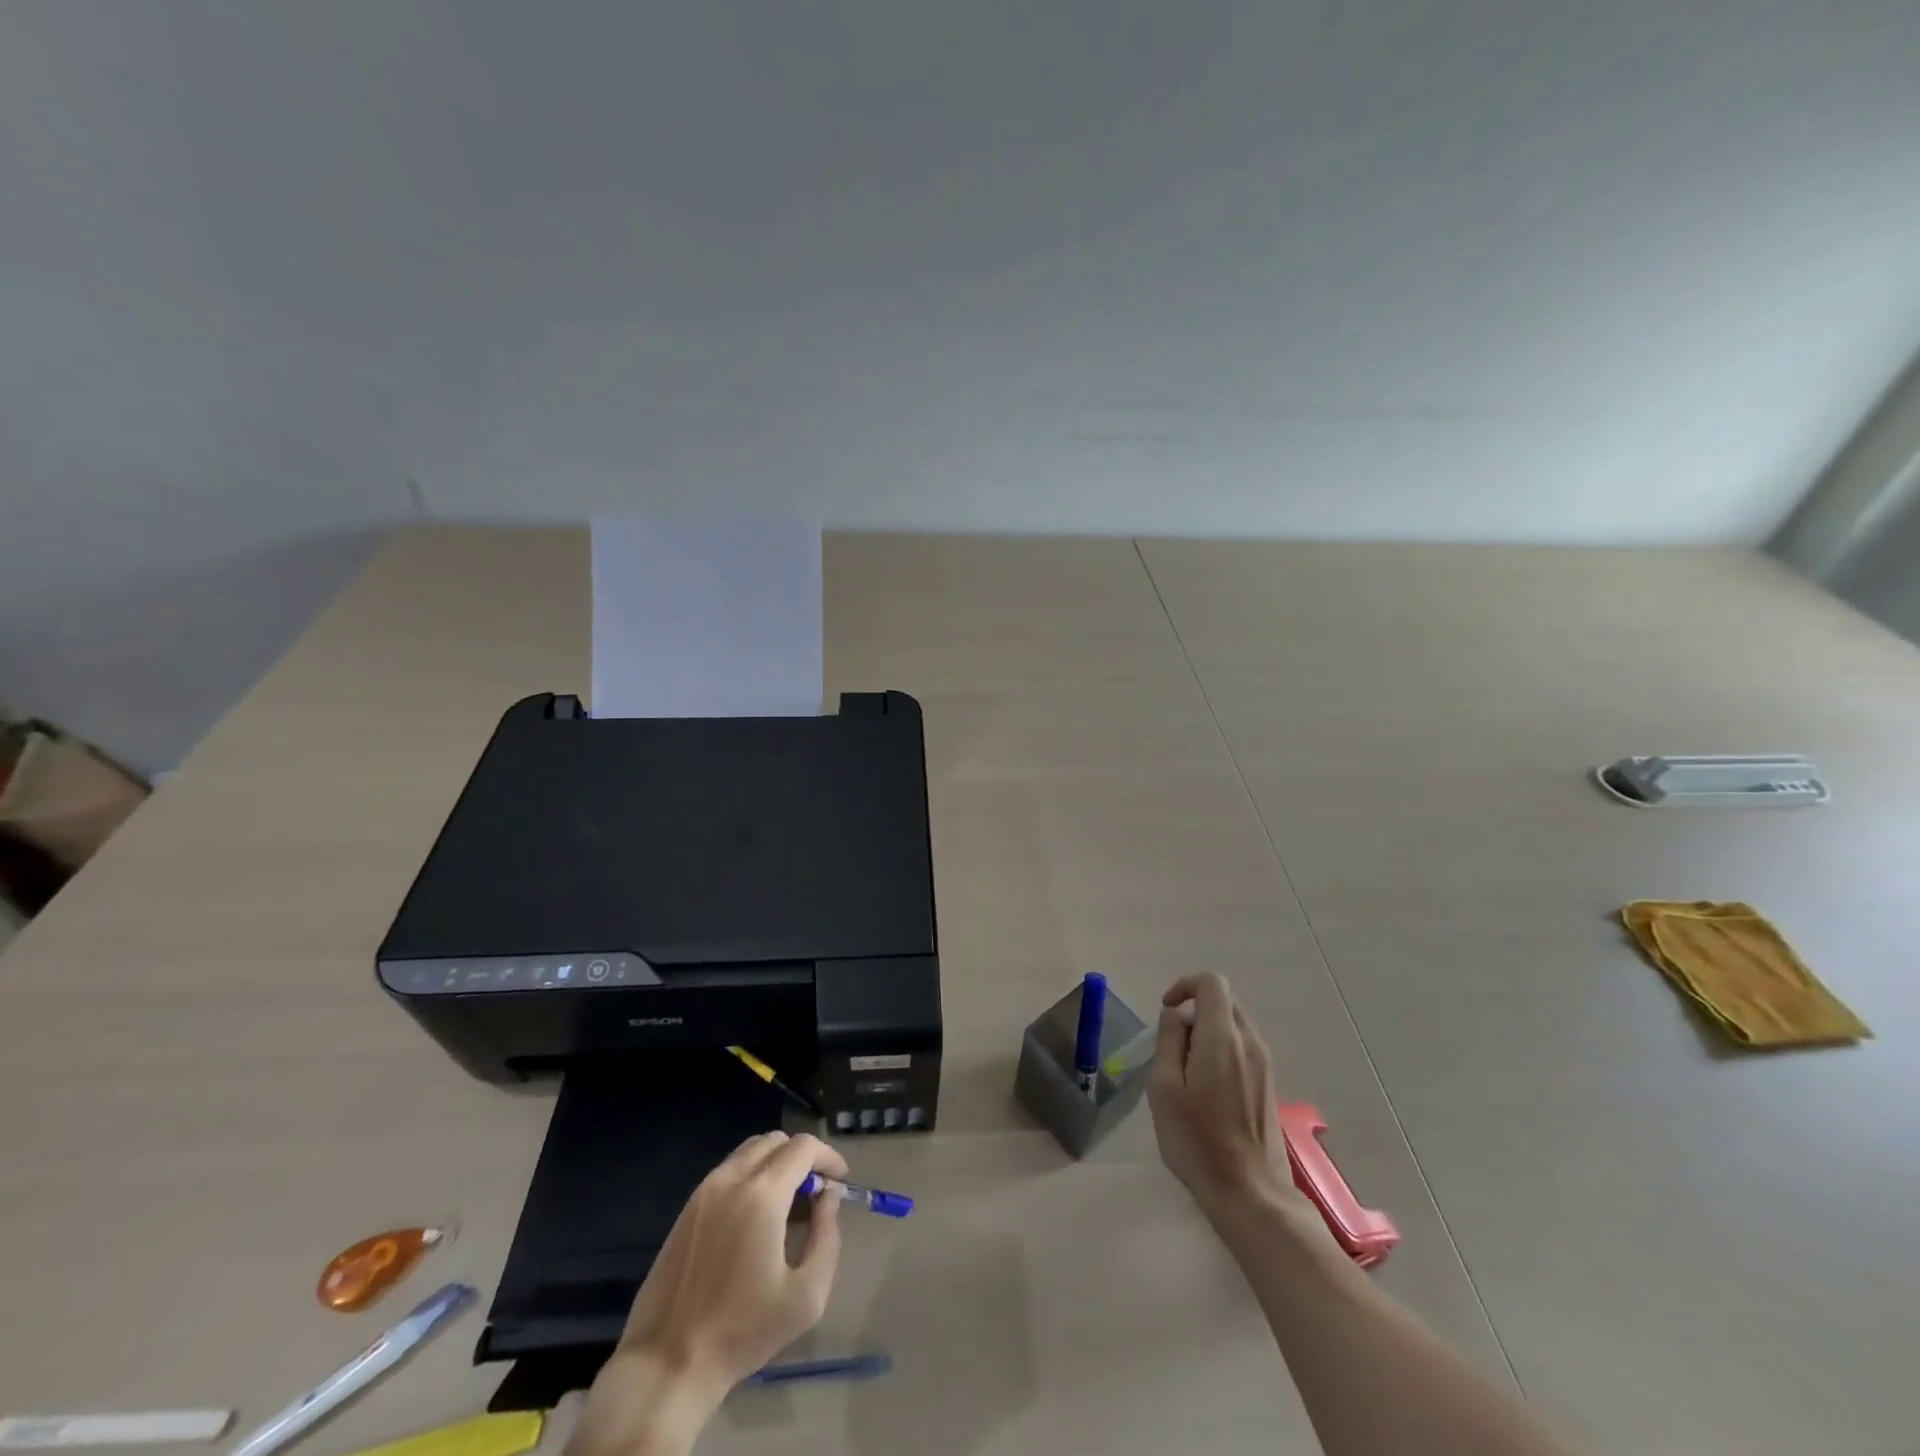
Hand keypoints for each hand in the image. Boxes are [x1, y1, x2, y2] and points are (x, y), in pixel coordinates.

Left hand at [572, 1132, 847, 1455]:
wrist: (667, 1364)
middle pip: (776, 1141)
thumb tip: (828, 1197)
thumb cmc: (743, 1332)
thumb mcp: (807, 1295)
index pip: (804, 1147)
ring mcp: (705, 1191)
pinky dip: (752, 1177)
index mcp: (762, 1194)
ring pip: (750, 1152)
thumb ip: (826, 1235)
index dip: (828, 1157)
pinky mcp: (688, 1208)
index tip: (840, 1181)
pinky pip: (729, 1172)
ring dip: (777, 1165)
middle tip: (815, 1195)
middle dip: (803, 1158)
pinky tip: (756, 1219)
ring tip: (788, 1207)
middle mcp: (731, 1179)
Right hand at [1147, 973, 1295, 1219]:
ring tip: (1186, 1071)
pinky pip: (1243, 1047)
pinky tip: (1207, 1089)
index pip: (1211, 983)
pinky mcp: (1269, 1084)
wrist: (1251, 1194)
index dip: (1185, 985)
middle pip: (1224, 1001)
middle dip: (1194, 1009)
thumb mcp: (1164, 1088)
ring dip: (1207, 1031)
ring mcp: (1265, 1064)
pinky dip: (1221, 1049)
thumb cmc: (1197, 1141)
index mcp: (1223, 1038)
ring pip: (1234, 1025)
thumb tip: (1176, 1015)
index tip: (1166, 1011)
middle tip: (1171, 1044)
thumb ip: (1168, 1041)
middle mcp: (1250, 1043)